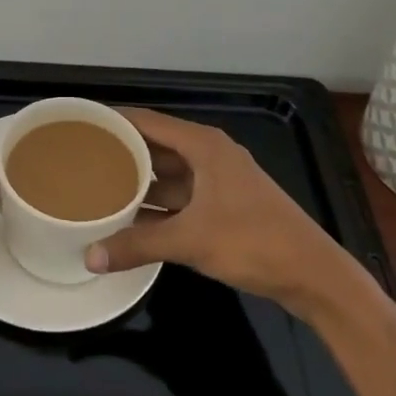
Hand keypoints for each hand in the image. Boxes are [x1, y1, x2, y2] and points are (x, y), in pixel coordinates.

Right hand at [86, 108, 370, 310]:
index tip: (81, 125)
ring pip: (169, 173)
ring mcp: (219, 180)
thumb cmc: (253, 242)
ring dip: (140, 181)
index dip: (115, 121)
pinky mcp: (225, 205)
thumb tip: (89, 257)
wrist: (314, 275)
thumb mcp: (190, 241)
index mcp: (203, 145)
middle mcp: (209, 154)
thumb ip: (138, 245)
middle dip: (123, 153)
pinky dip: (159, 204)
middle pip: (157, 146)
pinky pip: (182, 195)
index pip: (147, 121)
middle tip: (83, 160)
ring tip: (99, 188)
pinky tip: (133, 218)